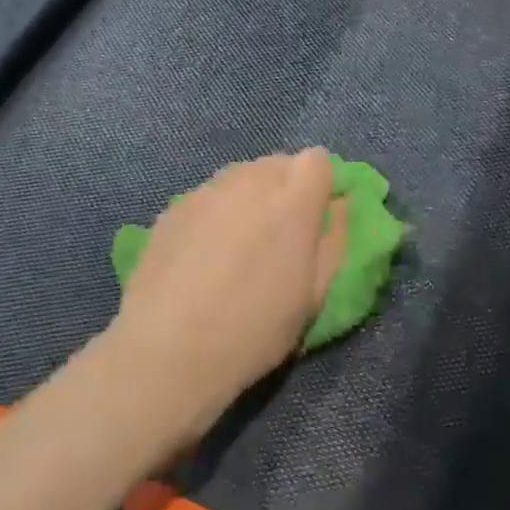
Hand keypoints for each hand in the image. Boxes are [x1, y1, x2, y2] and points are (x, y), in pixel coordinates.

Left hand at [107, 150, 348, 441]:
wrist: (168, 349)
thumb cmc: (254, 329)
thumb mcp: (314, 295)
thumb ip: (335, 240)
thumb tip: (340, 204)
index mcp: (292, 201)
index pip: (317, 159)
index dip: (320, 184)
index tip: (316, 218)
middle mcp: (248, 182)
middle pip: (278, 163)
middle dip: (286, 187)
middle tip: (280, 233)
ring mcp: (206, 191)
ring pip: (240, 175)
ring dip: (250, 196)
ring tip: (240, 242)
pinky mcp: (173, 208)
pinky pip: (208, 195)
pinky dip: (216, 211)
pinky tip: (203, 253)